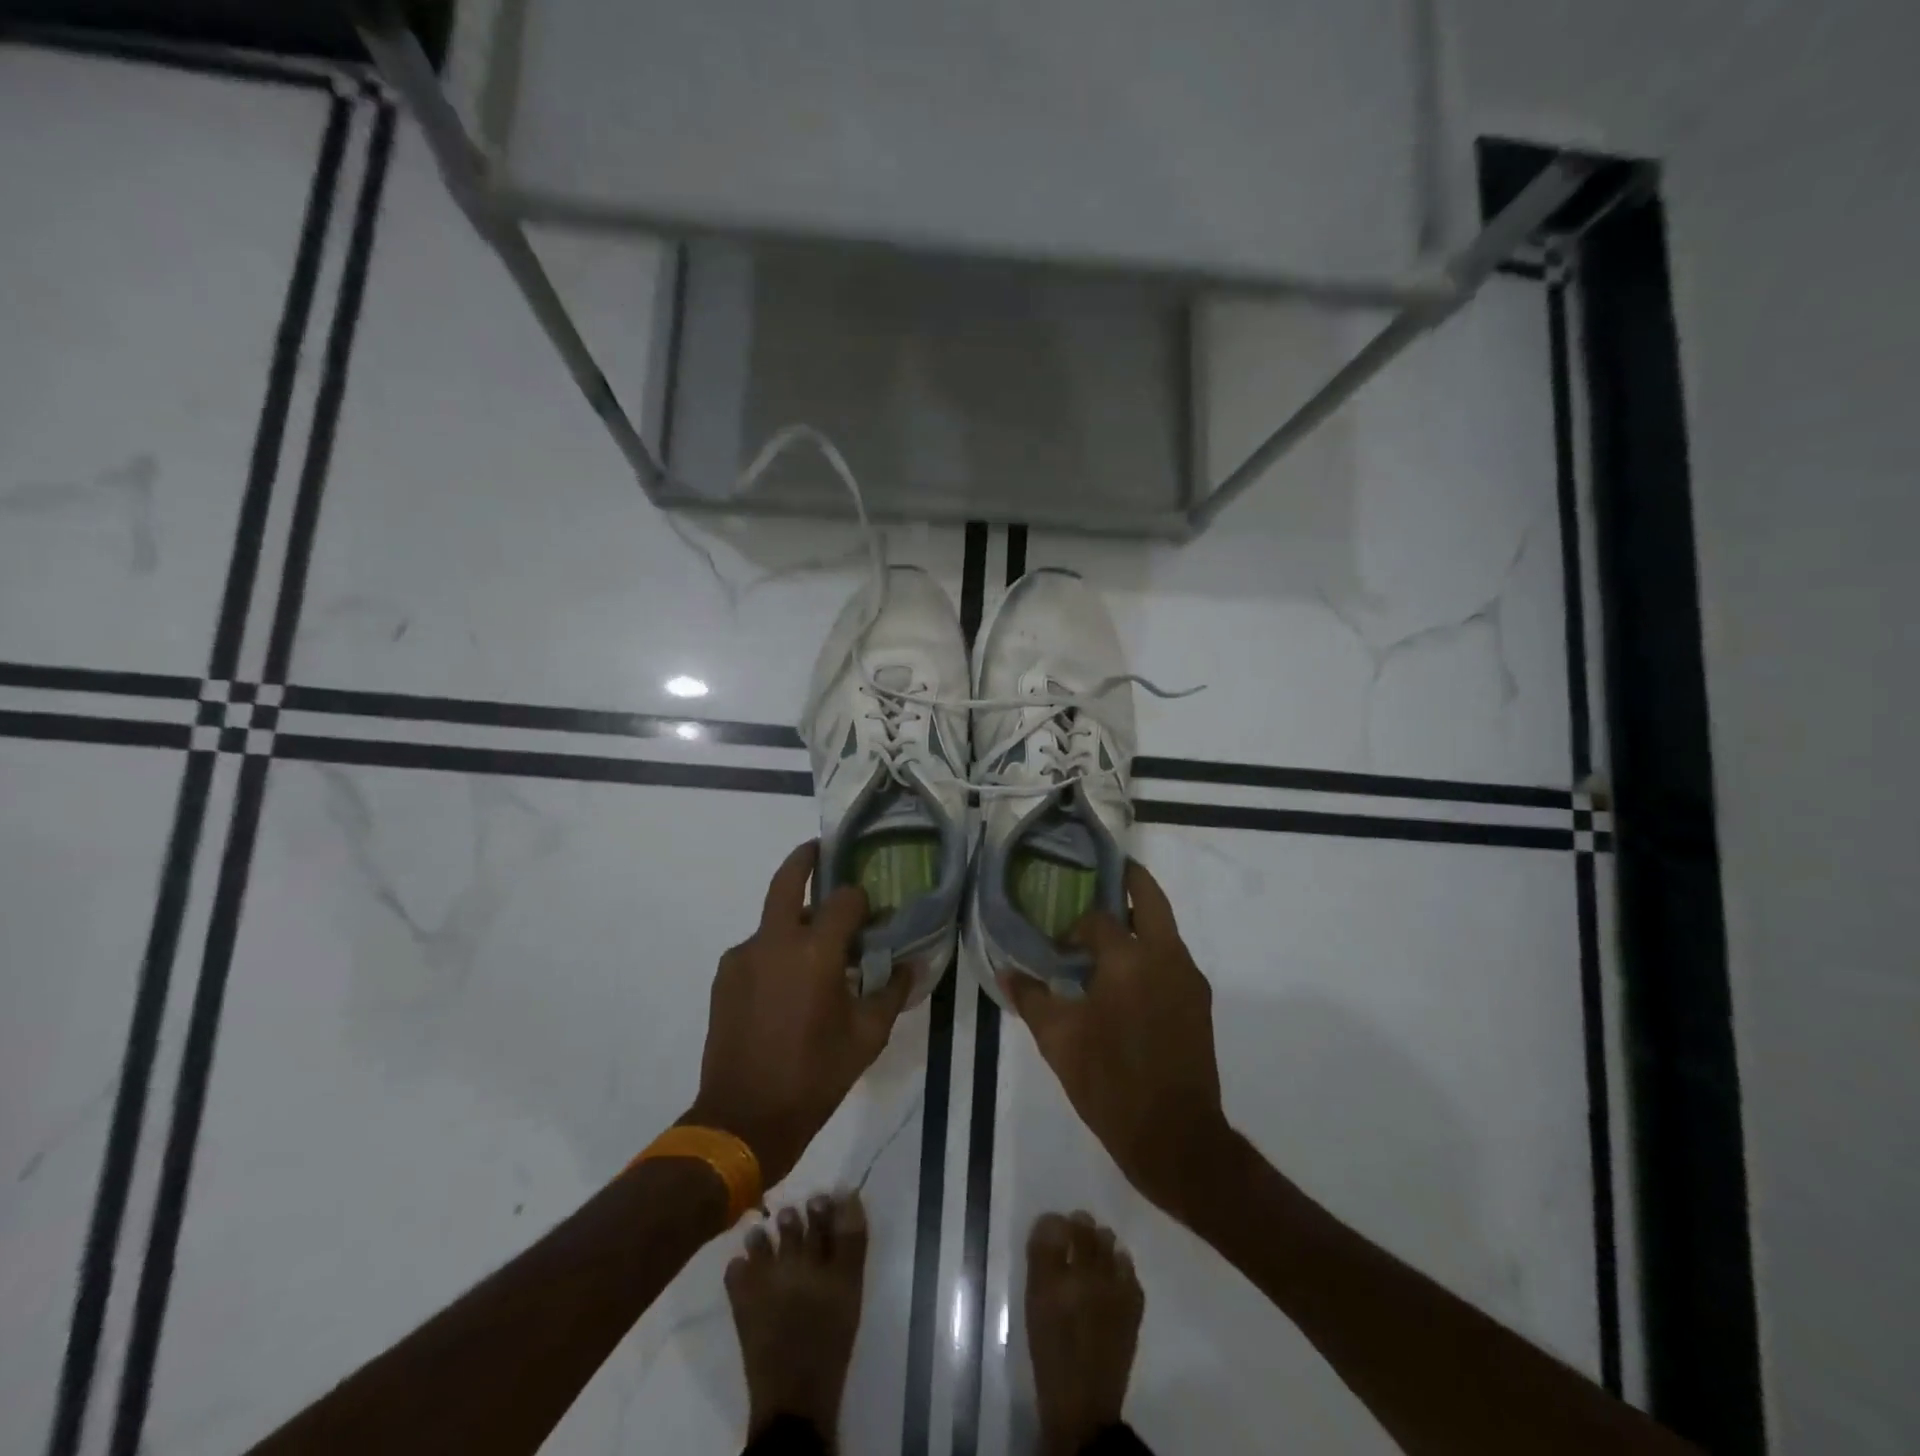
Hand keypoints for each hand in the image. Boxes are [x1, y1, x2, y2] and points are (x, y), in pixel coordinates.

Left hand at [689, 841, 913, 1186]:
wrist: (743, 1118)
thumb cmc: (815, 1076)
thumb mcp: (867, 1038)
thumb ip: (892, 992)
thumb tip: (909, 964)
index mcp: (815, 952)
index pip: (844, 899)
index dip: (862, 900)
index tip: (873, 914)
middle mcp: (775, 941)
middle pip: (788, 880)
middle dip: (806, 858)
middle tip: (822, 852)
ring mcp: (744, 956)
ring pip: (773, 919)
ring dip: (795, 921)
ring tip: (815, 954)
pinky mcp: (725, 975)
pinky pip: (757, 948)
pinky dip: (776, 951)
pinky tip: (788, 985)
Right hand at [1000, 862, 1235, 1217]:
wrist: (1176, 1137)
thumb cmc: (1110, 1082)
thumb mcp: (1058, 1040)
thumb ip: (1032, 998)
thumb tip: (1007, 971)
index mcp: (1130, 959)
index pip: (1099, 921)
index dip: (1074, 929)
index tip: (1058, 949)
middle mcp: (1166, 956)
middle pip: (1150, 898)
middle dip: (1128, 880)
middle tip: (1103, 874)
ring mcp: (1189, 979)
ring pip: (1165, 928)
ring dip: (1140, 920)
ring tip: (1107, 935)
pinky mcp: (1199, 1002)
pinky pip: (1172, 959)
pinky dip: (1150, 951)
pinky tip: (1126, 980)